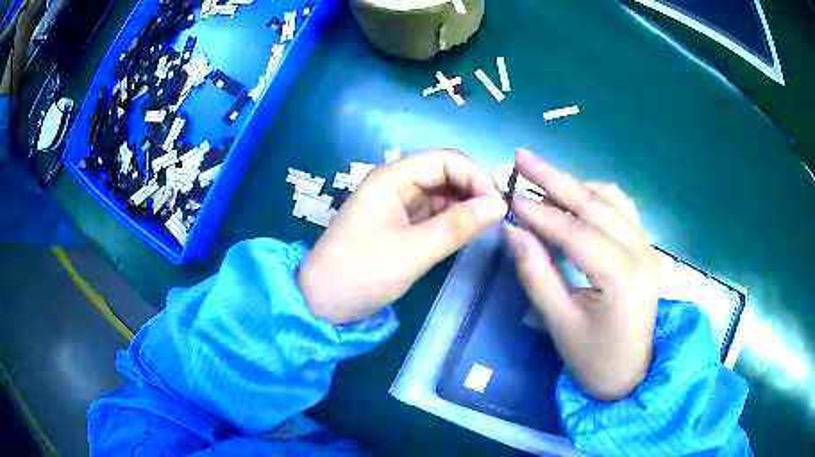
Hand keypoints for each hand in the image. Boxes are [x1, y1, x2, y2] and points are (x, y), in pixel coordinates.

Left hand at [299, 150, 507, 324]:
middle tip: (498, 218)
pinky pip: (434, 213)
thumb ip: (457, 226)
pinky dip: (453, 220)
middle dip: (473, 190)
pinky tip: (469, 232)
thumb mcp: (413, 251)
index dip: (475, 176)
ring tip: (488, 226)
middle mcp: (396, 184)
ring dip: (466, 206)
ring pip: (442, 194)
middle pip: (445, 173)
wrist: (323, 304)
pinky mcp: (401, 225)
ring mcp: (398, 204)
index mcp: (392, 178)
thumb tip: (500, 205)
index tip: (498, 206)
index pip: (445, 160)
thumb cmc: (361, 273)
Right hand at [505, 149, 659, 400]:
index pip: (575, 233)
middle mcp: (641, 253)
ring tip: (542, 179)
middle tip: (521, 158)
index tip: (508, 197)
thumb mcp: (559, 324)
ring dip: (576, 185)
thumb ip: (537, 275)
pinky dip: (596, 196)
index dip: (539, 212)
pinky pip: (622, 209)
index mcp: (621, 278)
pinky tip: (575, 197)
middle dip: (555, 178)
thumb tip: (514, 232)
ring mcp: (648, 248)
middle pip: (596, 204)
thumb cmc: (593, 359)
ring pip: (612, 199)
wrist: (631, 375)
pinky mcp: (646, 248)